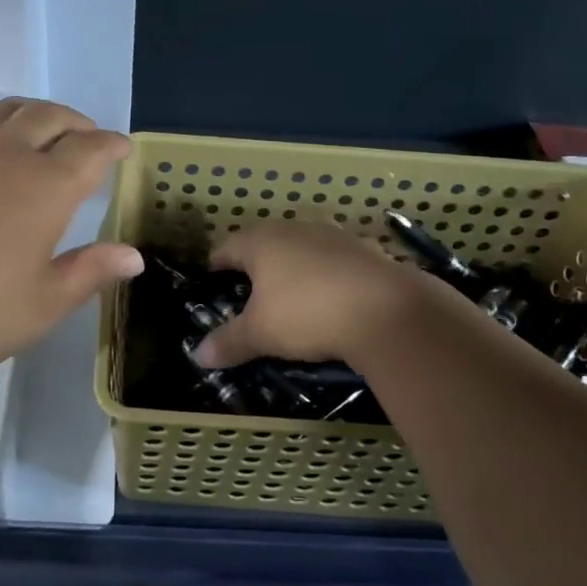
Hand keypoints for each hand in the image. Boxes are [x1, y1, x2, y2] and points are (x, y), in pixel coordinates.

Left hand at [0, 98, 142, 390]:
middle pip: (49, 116)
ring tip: (40, 129)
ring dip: (33, 113)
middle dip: (76, 122)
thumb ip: (89, 272)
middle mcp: (5, 153)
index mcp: (45, 186)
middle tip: (86, 136)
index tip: (122, 148)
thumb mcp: (41, 304)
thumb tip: (133, 256)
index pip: (90, 149)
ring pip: (5, 110)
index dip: (111, 145)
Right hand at [193, 223, 432, 367]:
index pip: (227, 247)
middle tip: (249, 291)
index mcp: (261, 241)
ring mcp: (333, 236)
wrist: (388, 310)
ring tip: (291, 294)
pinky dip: (327, 275)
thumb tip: (198, 356)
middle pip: (265, 242)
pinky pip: (335, 261)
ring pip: (302, 248)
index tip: (212, 278)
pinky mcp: (365, 249)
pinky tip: (332, 298)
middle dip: (256, 264)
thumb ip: (229, 342)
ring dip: (294, 267)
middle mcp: (294, 229)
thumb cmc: (307, 313)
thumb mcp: (261, 334)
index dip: (216, 264)